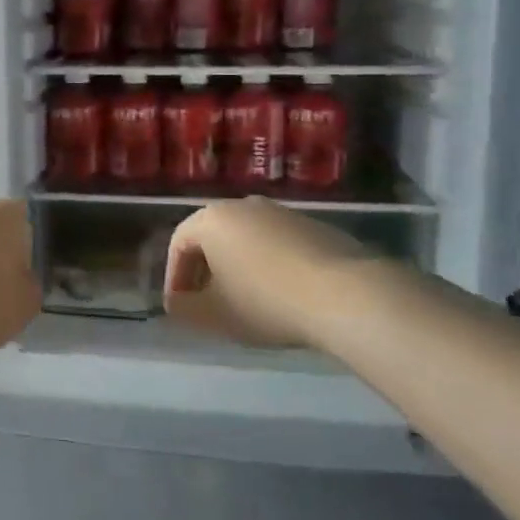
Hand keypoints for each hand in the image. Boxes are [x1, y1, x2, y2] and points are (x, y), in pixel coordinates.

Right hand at [163, 198, 370, 348]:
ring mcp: (283, 213)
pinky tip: (283, 295)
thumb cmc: (264, 300)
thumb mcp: (214, 314)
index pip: (179, 244)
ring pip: (247, 240)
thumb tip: (176, 303)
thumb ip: (185, 308)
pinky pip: (278, 245)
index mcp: (212, 219)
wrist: (344, 294)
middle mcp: (244, 205)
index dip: (175, 277)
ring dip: (239, 268)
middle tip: (208, 303)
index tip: (180, 306)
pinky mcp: (316, 226)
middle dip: (206, 271)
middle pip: (214, 237)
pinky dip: (271, 266)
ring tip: (246, 302)